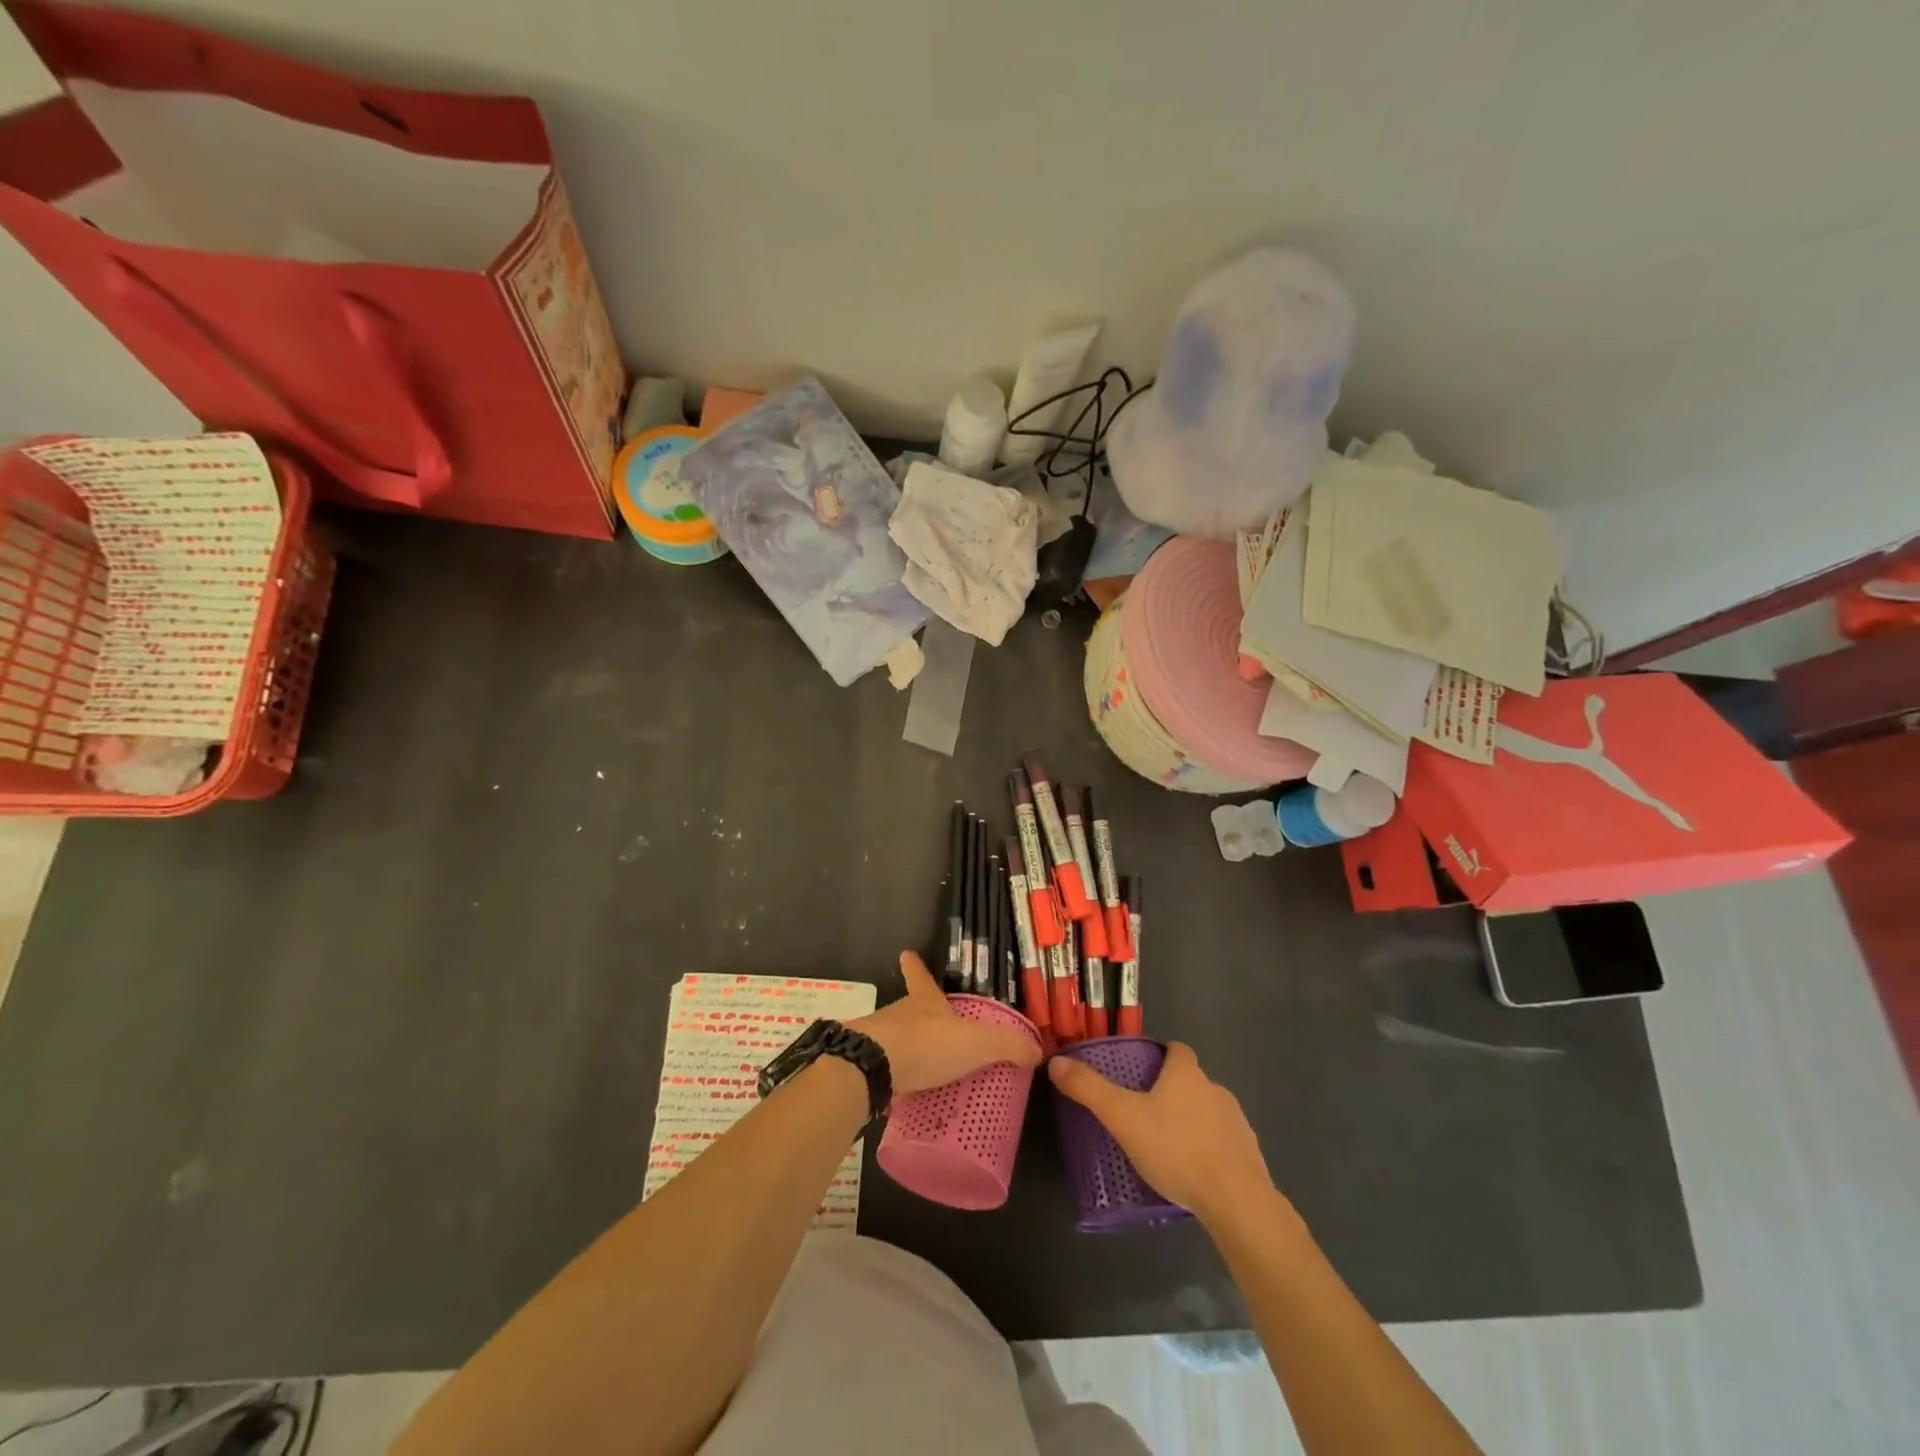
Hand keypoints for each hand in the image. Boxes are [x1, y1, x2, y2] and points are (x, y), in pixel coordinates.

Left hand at [849, 952, 1042, 1095]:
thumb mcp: (977, 1043)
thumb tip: (1038, 1050)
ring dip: (907, 1048)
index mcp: (925, 1001)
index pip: (920, 976)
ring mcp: (879, 1038)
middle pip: (909, 1008)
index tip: (907, 952)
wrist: (871, 1068)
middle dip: (920, 1015)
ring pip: (895, 1038)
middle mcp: (899, 1014)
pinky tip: (903, 1093)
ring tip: (924, 1067)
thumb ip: (1008, 1046)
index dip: (916, 965)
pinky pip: (884, 1069)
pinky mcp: (865, 1066)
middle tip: (935, 1028)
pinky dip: (894, 1076)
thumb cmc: (926, 1044)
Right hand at [1048, 1042, 1275, 1226]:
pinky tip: (1193, 1174)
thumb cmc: (1176, 1149)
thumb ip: (1089, 1089)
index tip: (1141, 1071)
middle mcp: (1215, 1090)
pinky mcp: (1250, 1156)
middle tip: (1144, 1114)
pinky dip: (1209, 1151)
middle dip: (1171, 1093)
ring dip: (1191, 1123)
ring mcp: (1237, 1123)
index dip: (1160, 1055)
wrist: (1237, 1202)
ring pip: (1208, 1112)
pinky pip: (1224, 1144)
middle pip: (1191, 1081)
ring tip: (1166, 1148)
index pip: (1176, 1049)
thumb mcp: (1123, 1118)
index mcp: (1186, 1074)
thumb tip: (1057, 1062)